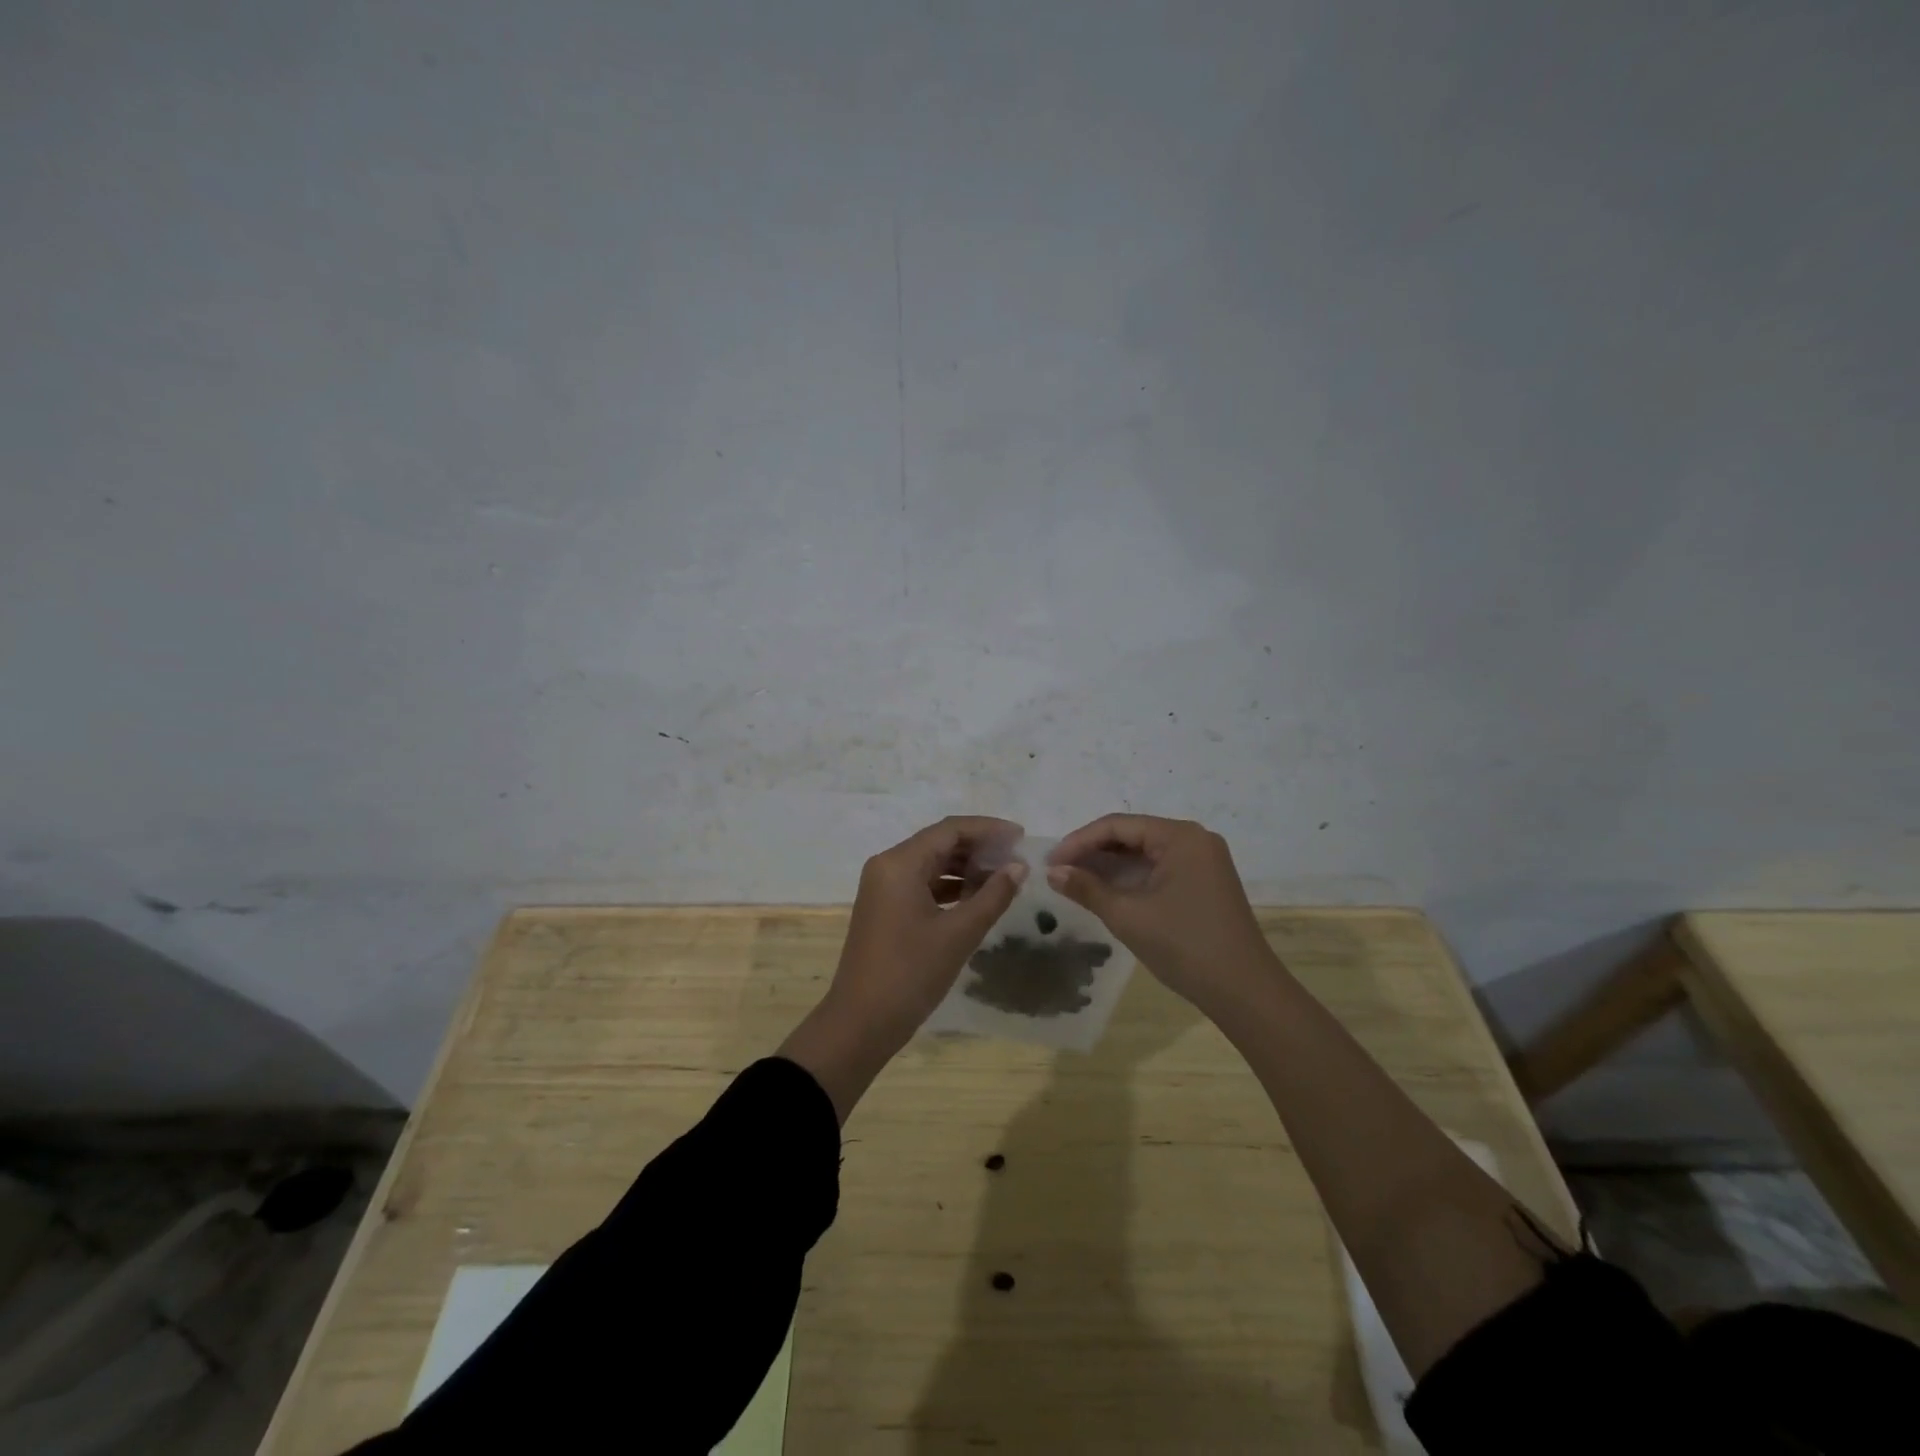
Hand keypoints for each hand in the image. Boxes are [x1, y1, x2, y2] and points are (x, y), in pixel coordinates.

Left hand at [830, 815, 1026, 1043]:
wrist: (861, 1023)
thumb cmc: (910, 973)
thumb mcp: (959, 933)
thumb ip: (992, 896)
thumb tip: (1019, 867)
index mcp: (900, 863)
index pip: (950, 830)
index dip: (988, 829)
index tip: (1021, 836)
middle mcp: (888, 865)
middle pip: (939, 843)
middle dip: (979, 848)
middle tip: (1017, 858)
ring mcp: (884, 887)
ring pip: (931, 864)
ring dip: (966, 868)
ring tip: (1004, 878)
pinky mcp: (886, 908)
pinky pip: (922, 884)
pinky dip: (950, 887)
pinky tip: (977, 898)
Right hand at [1046, 814, 1279, 1014]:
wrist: (1244, 992)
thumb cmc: (1184, 945)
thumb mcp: (1128, 915)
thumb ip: (1087, 888)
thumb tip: (1052, 872)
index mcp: (1181, 837)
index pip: (1118, 826)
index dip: (1079, 842)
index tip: (1050, 862)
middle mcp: (1195, 840)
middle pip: (1132, 835)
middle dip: (1093, 852)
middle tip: (1058, 872)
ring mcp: (1203, 862)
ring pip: (1145, 854)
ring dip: (1110, 866)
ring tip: (1075, 881)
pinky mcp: (1205, 883)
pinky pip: (1159, 869)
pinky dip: (1131, 878)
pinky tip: (1106, 891)